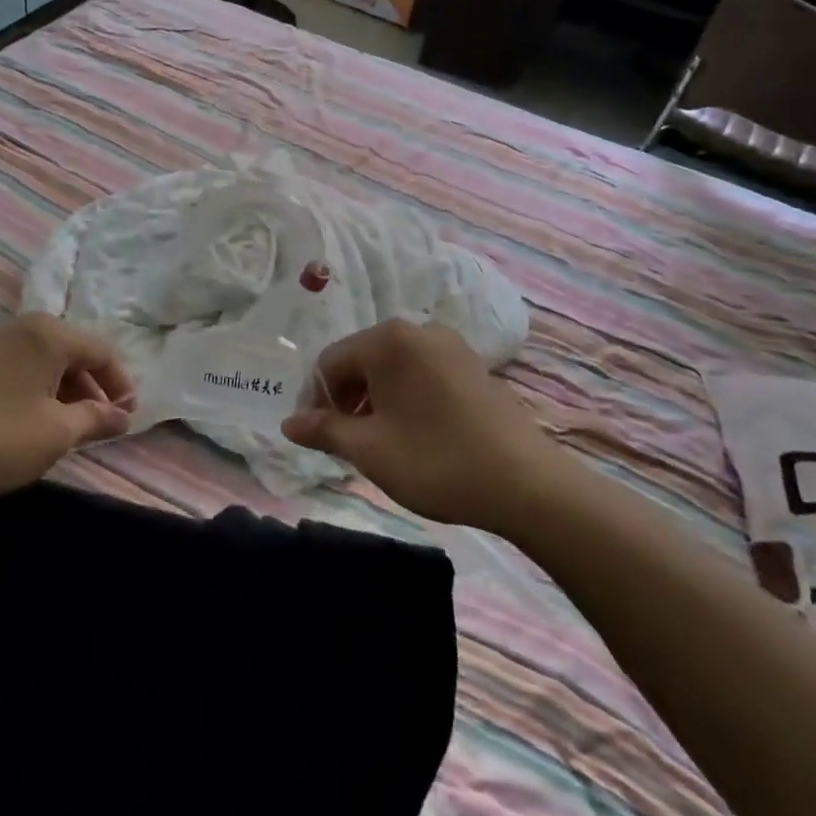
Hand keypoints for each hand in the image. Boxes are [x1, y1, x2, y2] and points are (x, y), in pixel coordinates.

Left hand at [0, 314, 135, 506]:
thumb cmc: (0, 438)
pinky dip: (40, 388)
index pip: (100, 350)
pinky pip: (22, 366)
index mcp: (48, 334)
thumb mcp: (58, 432)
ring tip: (73, 425)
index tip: (128, 416)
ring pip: (46, 359)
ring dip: (67, 389)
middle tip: (103, 423)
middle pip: (73, 350)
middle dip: (93, 386)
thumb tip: (123, 417)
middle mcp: (23, 327)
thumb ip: (96, 418)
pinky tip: (38, 419)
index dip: (120, 383)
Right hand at [281, 319, 548, 528]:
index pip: (329, 362)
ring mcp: (450, 345)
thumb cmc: (437, 461)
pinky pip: (421, 373)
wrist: (528, 484)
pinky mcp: (472, 365)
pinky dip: (404, 397)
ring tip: (377, 441)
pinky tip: (412, 432)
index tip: (317, 439)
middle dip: (345, 399)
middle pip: (360, 360)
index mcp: (388, 340)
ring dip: (373, 400)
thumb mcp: (369, 450)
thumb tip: (288, 424)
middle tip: (345, 443)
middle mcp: (418, 330)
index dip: (314, 401)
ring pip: (391, 367)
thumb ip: (323, 431)